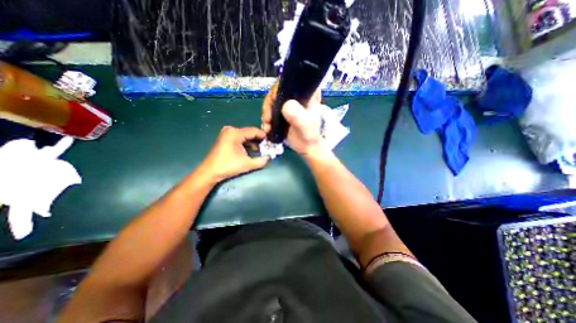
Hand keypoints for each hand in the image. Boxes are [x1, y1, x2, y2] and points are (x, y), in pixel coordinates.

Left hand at [199, 126, 269, 182]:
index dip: (263, 136)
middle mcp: (231, 130)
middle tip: (266, 147)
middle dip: (258, 140)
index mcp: (235, 133)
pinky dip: (245, 143)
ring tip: (259, 150)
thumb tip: (270, 157)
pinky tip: (250, 150)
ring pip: (244, 135)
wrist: (210, 172)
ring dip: (252, 142)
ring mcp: (226, 133)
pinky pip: (239, 137)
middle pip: (249, 132)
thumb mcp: (247, 164)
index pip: (254, 131)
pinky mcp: (225, 138)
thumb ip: (261, 161)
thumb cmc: (228, 166)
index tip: (270, 142)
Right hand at [263, 83, 325, 154]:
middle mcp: (297, 94)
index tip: (273, 102)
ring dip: (266, 113)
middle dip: (269, 104)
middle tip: (268, 119)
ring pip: (272, 100)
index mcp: (307, 93)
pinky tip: (267, 127)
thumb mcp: (305, 126)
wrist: (306, 146)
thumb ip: (298, 117)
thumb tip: (286, 106)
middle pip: (277, 90)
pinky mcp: (283, 111)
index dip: (278, 88)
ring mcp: (289, 103)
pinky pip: (270, 109)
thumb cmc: (309, 135)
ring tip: (267, 126)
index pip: (290, 80)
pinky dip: (266, 118)